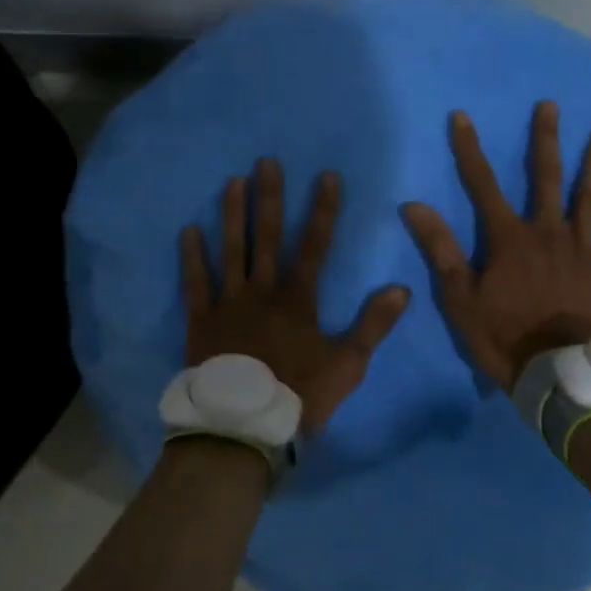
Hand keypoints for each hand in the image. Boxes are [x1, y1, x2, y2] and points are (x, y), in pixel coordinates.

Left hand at [181, 160, 411, 437]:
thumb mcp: (348, 364)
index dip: (323, 209)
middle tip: (266, 162)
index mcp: (298, 298)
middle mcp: (263, 290)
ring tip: (233, 181)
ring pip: (232, 250)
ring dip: (233, 214)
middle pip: (269, 236)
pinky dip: (192, 257)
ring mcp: (229, 302)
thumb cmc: (300, 395)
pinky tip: (188, 230)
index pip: (316, 244)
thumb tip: (402, 289)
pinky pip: (196, 282)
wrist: (244, 428)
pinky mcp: (202, 319)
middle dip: (271, 197)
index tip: (327, 176)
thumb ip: (374, 325)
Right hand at [402, 102, 590, 391]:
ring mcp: (580, 249)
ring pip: (589, 198)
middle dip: (545, 140)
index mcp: (509, 238)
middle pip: (545, 178)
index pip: (482, 184)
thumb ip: (440, 249)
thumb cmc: (504, 337)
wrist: (558, 375)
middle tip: (551, 106)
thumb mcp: (460, 298)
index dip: (470, 149)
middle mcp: (547, 232)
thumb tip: (414, 206)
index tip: (463, 117)